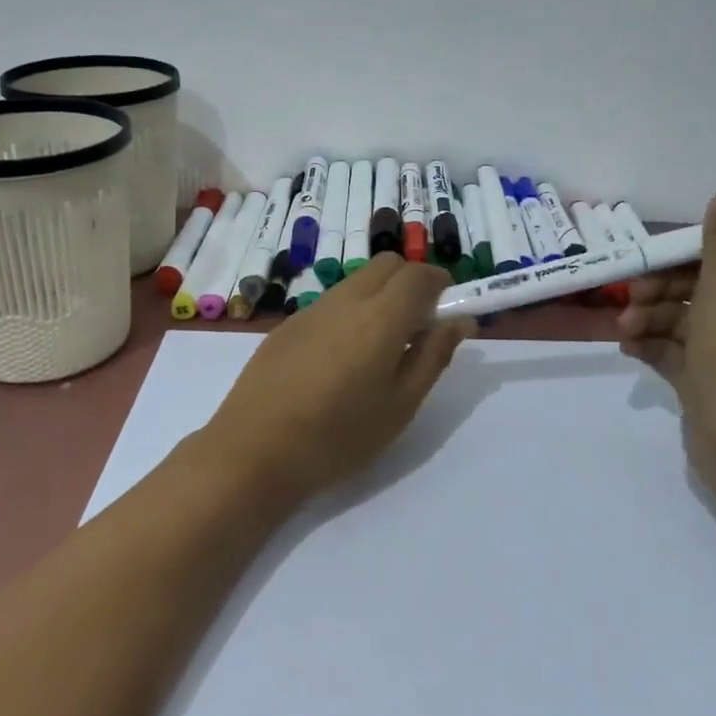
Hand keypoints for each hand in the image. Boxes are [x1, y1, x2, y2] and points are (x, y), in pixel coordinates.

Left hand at [203, 254, 475, 499]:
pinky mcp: (287, 324)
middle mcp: (346, 300)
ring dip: (380, 296)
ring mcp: (312, 309)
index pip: (420, 274)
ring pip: (357, 282)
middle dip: (411, 282)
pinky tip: (339, 361)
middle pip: (387, 265)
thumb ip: (434, 355)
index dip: (441, 283)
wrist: (254, 451)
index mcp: (381, 317)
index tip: (448, 310)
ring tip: (379, 349)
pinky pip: (331, 303)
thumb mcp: (401, 404)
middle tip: (417, 327)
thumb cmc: (339, 435)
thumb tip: (461, 321)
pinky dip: (350, 313)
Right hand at [615, 191, 715, 511]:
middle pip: (702, 280)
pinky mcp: (710, 376)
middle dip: (661, 286)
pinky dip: (653, 343)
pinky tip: (629, 348)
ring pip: (684, 315)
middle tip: (631, 297)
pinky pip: (677, 347)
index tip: (652, 256)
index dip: (689, 248)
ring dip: (650, 316)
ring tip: (625, 331)